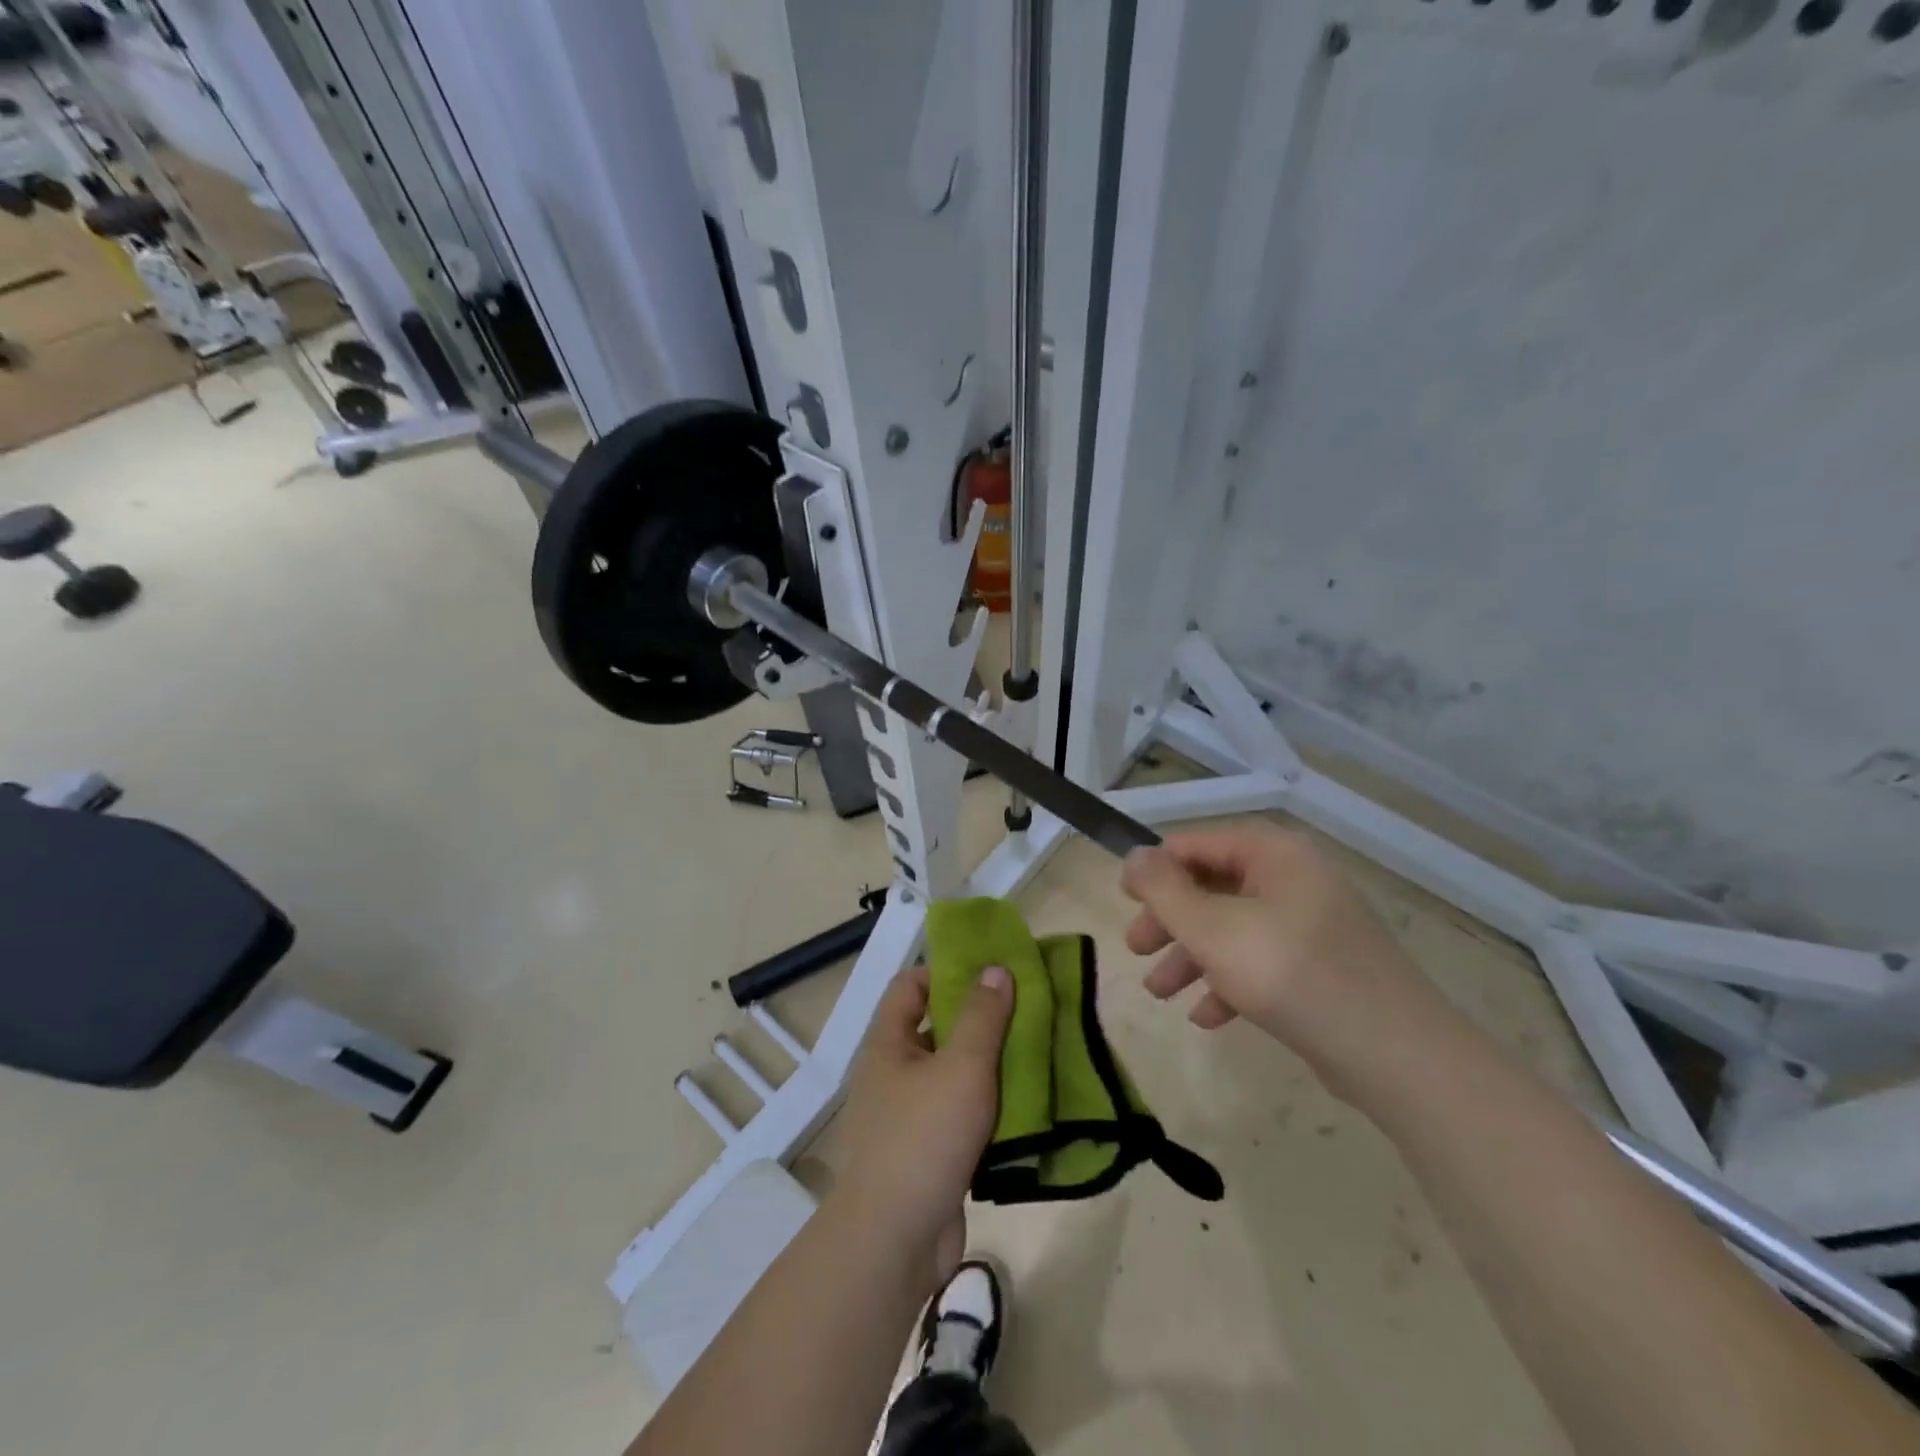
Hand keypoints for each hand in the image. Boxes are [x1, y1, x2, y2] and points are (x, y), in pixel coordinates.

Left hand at [833, 964, 1012, 1289]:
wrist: (895, 1241)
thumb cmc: (924, 1137)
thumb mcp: (961, 1067)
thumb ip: (982, 1016)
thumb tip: (995, 968)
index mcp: (888, 1044)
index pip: (911, 985)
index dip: (947, 971)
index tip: (991, 973)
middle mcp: (893, 1073)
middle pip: (936, 1028)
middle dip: (979, 1019)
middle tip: (1026, 1012)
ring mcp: (909, 1116)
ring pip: (953, 1074)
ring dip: (989, 1065)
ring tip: (1035, 1053)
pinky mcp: (929, 1153)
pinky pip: (961, 1115)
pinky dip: (988, 1107)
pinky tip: (1026, 1105)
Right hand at [1120, 825, 1431, 1077]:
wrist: (1397, 1055)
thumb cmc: (1291, 974)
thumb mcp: (1213, 929)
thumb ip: (1164, 890)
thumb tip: (1133, 856)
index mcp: (1274, 854)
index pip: (1197, 843)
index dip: (1155, 867)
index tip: (1124, 899)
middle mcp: (1295, 878)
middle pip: (1213, 886)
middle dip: (1170, 920)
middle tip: (1136, 949)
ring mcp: (1312, 923)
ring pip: (1234, 928)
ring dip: (1192, 956)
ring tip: (1159, 992)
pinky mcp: (1322, 966)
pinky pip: (1262, 961)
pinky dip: (1229, 981)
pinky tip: (1206, 1016)